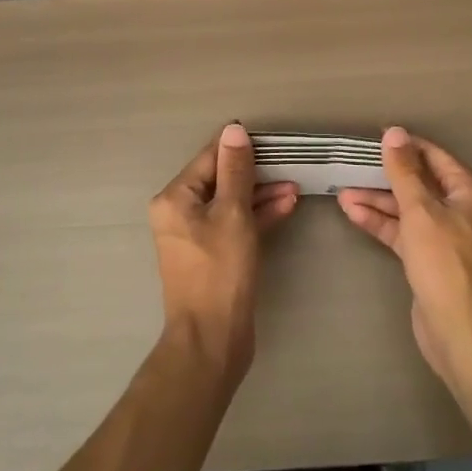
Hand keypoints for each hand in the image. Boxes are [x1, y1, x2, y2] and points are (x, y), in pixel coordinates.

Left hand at [148, 124, 298, 382]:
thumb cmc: (220, 272)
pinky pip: (235, 224)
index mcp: (175, 198)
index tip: (271, 138)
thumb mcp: (233, 214)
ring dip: (262, 193)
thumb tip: (234, 129)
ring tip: (295, 186)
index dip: (239, 146)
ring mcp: (196, 235)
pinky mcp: (213, 254)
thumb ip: (236, 170)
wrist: (213, 341)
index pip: (209, 157)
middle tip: (289, 163)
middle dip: (255, 171)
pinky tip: (287, 206)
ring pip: (231, 202)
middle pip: (220, 178)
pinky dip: (258, 215)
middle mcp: (179, 212)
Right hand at [338, 128, 471, 389]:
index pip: (433, 156)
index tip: (371, 138)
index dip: (404, 145)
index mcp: (469, 191)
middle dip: (385, 174)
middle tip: (351, 163)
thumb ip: (405, 171)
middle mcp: (461, 209)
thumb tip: (394, 132)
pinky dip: (380, 222)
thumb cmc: (446, 263)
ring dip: (377, 199)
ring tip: (341, 189)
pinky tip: (352, 212)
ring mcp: (445, 235)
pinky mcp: (429, 258)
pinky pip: (403, 231)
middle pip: (419, 182)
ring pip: (407, 208)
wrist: (461, 333)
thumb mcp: (421, 210)